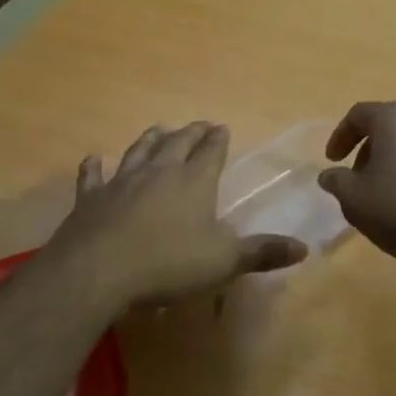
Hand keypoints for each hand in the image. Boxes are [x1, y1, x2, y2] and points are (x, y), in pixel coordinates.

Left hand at [44, 122, 306, 311]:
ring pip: (139, 150)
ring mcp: (122, 181)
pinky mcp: (91, 198)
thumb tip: (303, 248)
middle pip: (178, 143)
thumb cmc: (168, 264)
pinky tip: (94, 158)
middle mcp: (159, 172)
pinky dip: (95, 166)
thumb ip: (262, 252)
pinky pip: (93, 177)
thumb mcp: (224, 262)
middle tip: (200, 124)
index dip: (218, 139)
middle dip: (192, 132)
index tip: (222, 127)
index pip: (211, 152)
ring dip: (151, 139)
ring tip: (159, 129)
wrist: (98, 270)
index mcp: (194, 182)